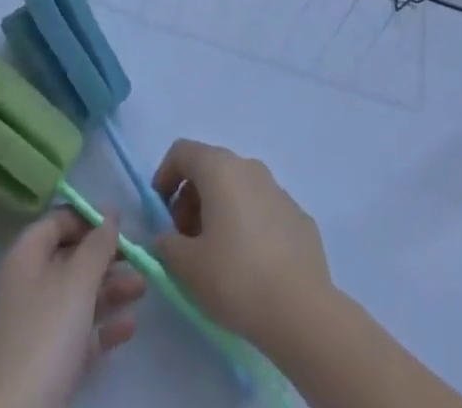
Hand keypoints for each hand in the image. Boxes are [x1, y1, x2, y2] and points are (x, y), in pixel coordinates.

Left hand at [0, 208, 145, 407]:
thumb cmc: (47, 332)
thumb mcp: (78, 280)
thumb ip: (98, 244)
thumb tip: (110, 214)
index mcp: (27, 256)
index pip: (58, 221)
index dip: (88, 218)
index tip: (120, 223)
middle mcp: (29, 283)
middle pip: (72, 258)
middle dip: (106, 257)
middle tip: (138, 257)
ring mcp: (38, 323)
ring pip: (79, 294)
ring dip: (111, 289)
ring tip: (143, 288)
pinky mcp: (48, 358)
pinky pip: (79, 330)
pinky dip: (103, 326)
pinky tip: (130, 327)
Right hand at [151, 139, 334, 347]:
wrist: (301, 309)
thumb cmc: (235, 277)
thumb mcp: (186, 266)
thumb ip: (166, 245)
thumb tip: (165, 238)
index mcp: (220, 168)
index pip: (182, 151)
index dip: (165, 176)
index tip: (160, 212)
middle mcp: (249, 167)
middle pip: (210, 168)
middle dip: (190, 198)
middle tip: (184, 239)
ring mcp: (278, 189)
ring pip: (238, 188)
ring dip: (218, 210)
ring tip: (215, 255)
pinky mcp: (297, 215)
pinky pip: (262, 209)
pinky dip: (246, 224)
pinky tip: (249, 264)